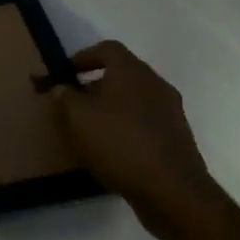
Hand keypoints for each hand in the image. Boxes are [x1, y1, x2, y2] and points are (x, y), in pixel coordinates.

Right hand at [55, 41, 217, 237]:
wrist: (173, 190)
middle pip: (122, 73)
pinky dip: (128, 127)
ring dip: (113, 108)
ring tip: (92, 129)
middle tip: (74, 103)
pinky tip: (115, 149)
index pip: (107, 49)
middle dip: (96, 85)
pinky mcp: (178, 137)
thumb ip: (65, 98)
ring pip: (135, 99)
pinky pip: (146, 122)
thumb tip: (61, 87)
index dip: (84, 57)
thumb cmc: (121, 144)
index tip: (66, 73)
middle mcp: (155, 84)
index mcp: (132, 71)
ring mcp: (171, 111)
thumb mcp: (79, 119)